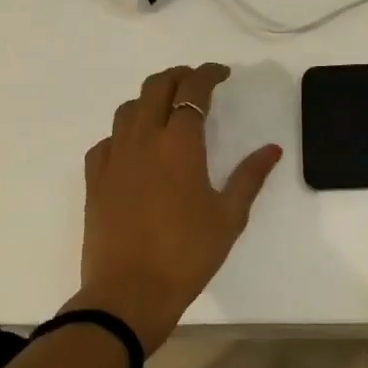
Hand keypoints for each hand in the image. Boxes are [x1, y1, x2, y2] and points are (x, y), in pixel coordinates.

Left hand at [69, 63, 281, 353]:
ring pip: (128, 109)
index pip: (193, 91)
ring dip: (150, 99)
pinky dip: (124, 133)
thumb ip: (250, 177)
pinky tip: (135, 149)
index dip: (208, 74)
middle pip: (155, 87)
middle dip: (178, 76)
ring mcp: (114, 159)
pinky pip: (107, 141)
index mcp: (179, 145)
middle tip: (197, 83)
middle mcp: (143, 141)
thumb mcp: (229, 216)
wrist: (129, 293)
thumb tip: (272, 149)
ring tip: (167, 110)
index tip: (223, 73)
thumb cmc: (187, 254)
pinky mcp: (95, 180)